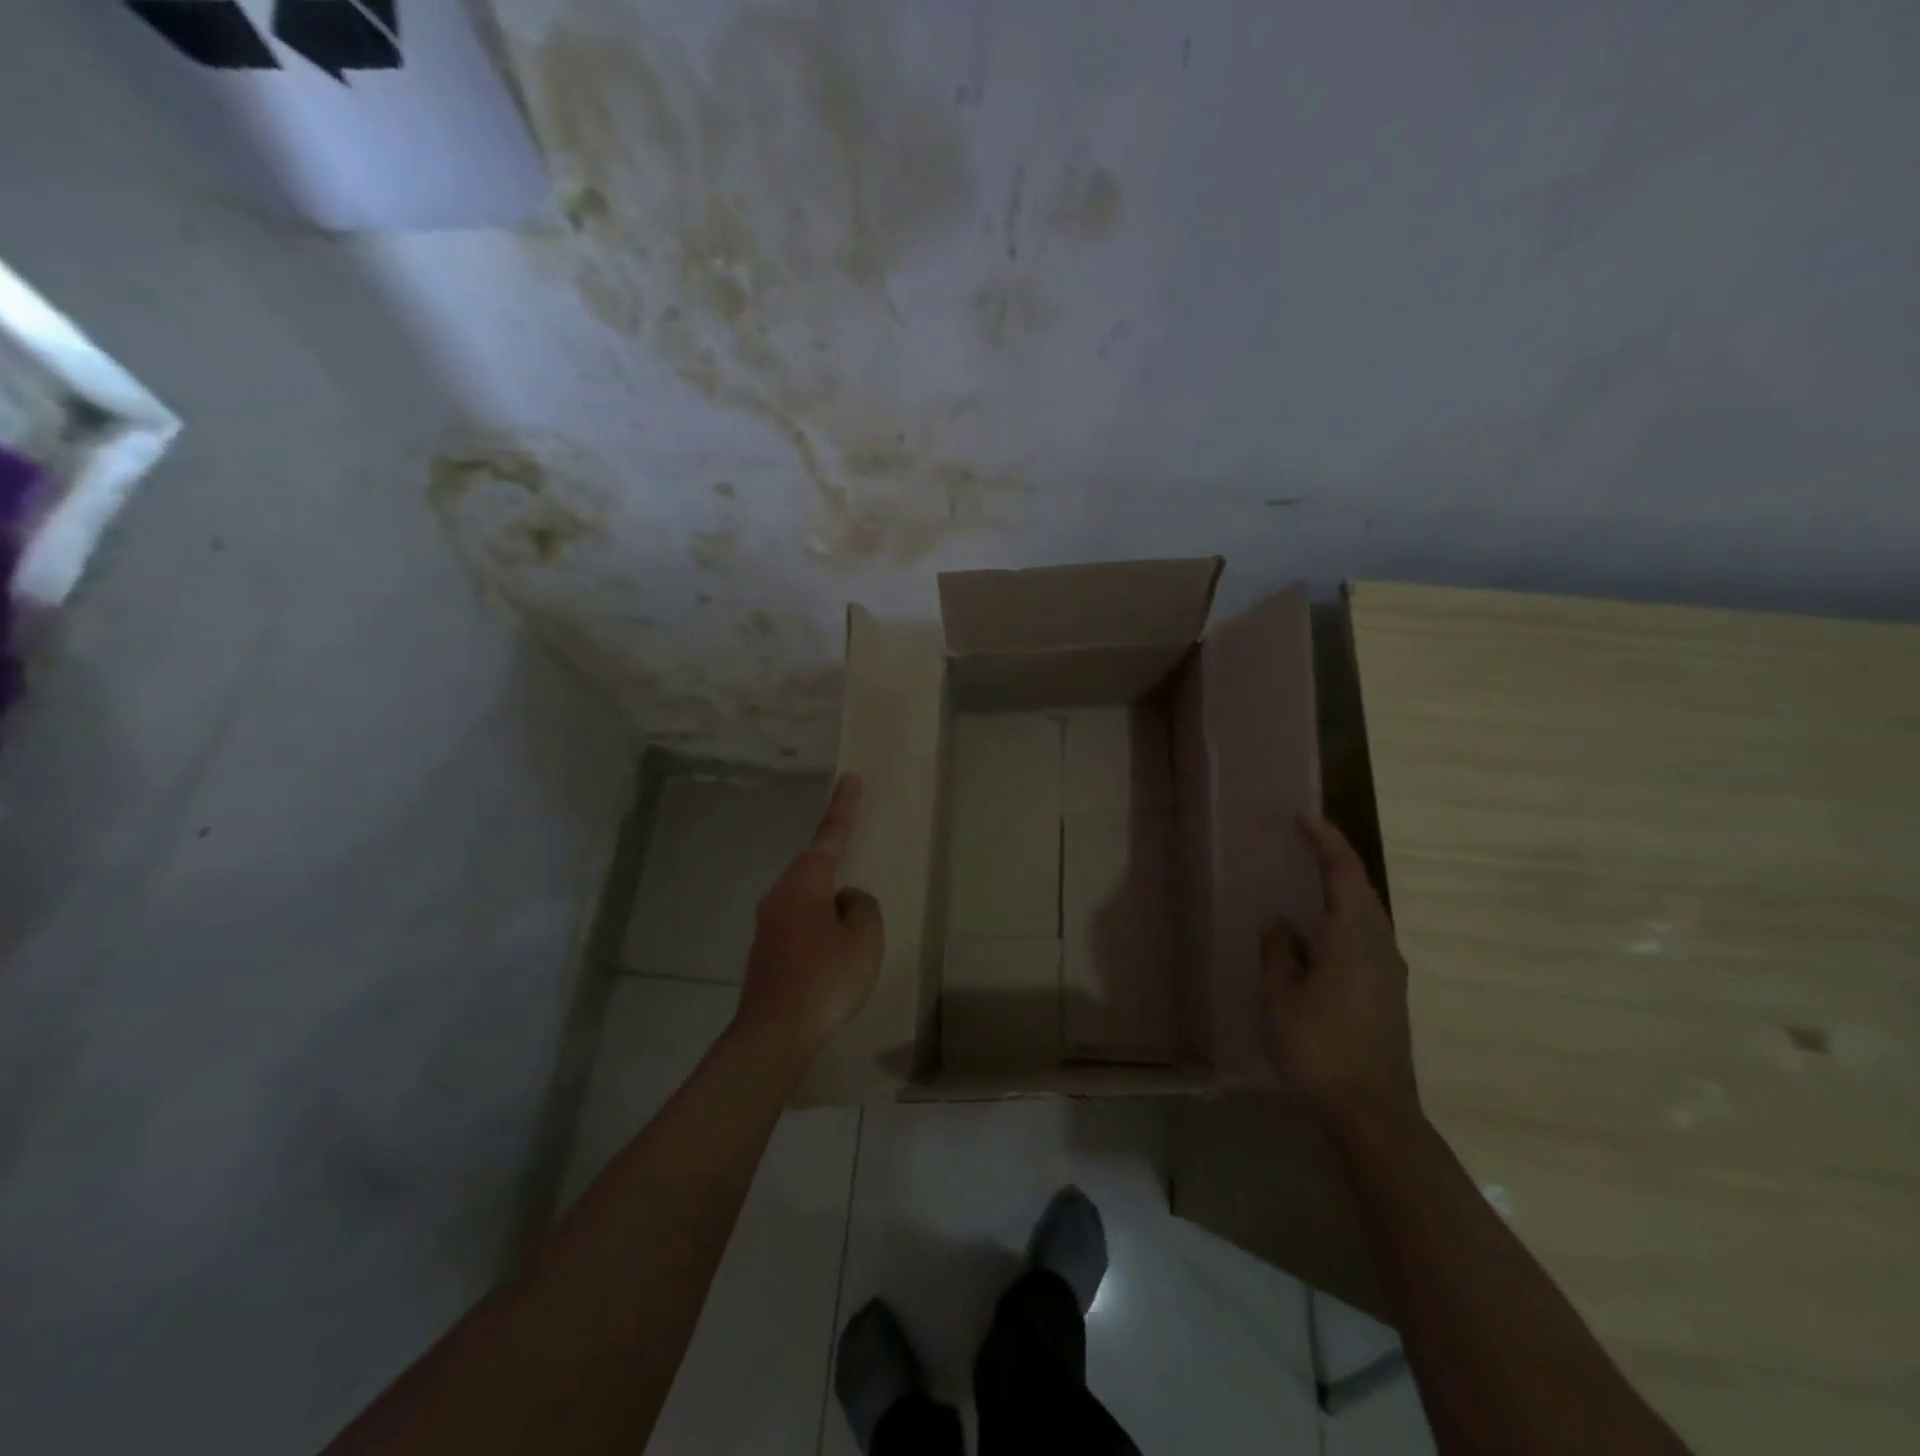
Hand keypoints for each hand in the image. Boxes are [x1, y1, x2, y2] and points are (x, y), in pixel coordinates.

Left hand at [734, 773, 884, 1059]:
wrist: (774, 1032)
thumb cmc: (825, 976)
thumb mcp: (863, 937)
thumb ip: (862, 906)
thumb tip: (847, 901)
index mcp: (806, 882)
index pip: (830, 835)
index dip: (844, 807)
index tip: (850, 778)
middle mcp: (781, 894)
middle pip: (816, 868)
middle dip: (838, 866)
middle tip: (858, 870)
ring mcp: (768, 923)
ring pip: (808, 899)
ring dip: (830, 905)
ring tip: (852, 933)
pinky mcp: (766, 950)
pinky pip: (801, 924)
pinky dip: (820, 929)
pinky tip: (832, 956)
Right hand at [1263, 814, 1420, 1123]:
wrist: (1372, 1111)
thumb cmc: (1319, 1046)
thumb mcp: (1281, 996)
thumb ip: (1279, 952)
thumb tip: (1280, 924)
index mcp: (1352, 937)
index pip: (1343, 873)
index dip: (1326, 841)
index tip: (1304, 818)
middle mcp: (1379, 945)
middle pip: (1362, 890)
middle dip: (1336, 862)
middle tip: (1304, 844)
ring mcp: (1390, 971)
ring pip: (1369, 915)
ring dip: (1343, 891)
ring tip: (1310, 884)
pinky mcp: (1390, 993)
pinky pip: (1368, 937)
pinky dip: (1347, 919)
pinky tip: (1323, 936)